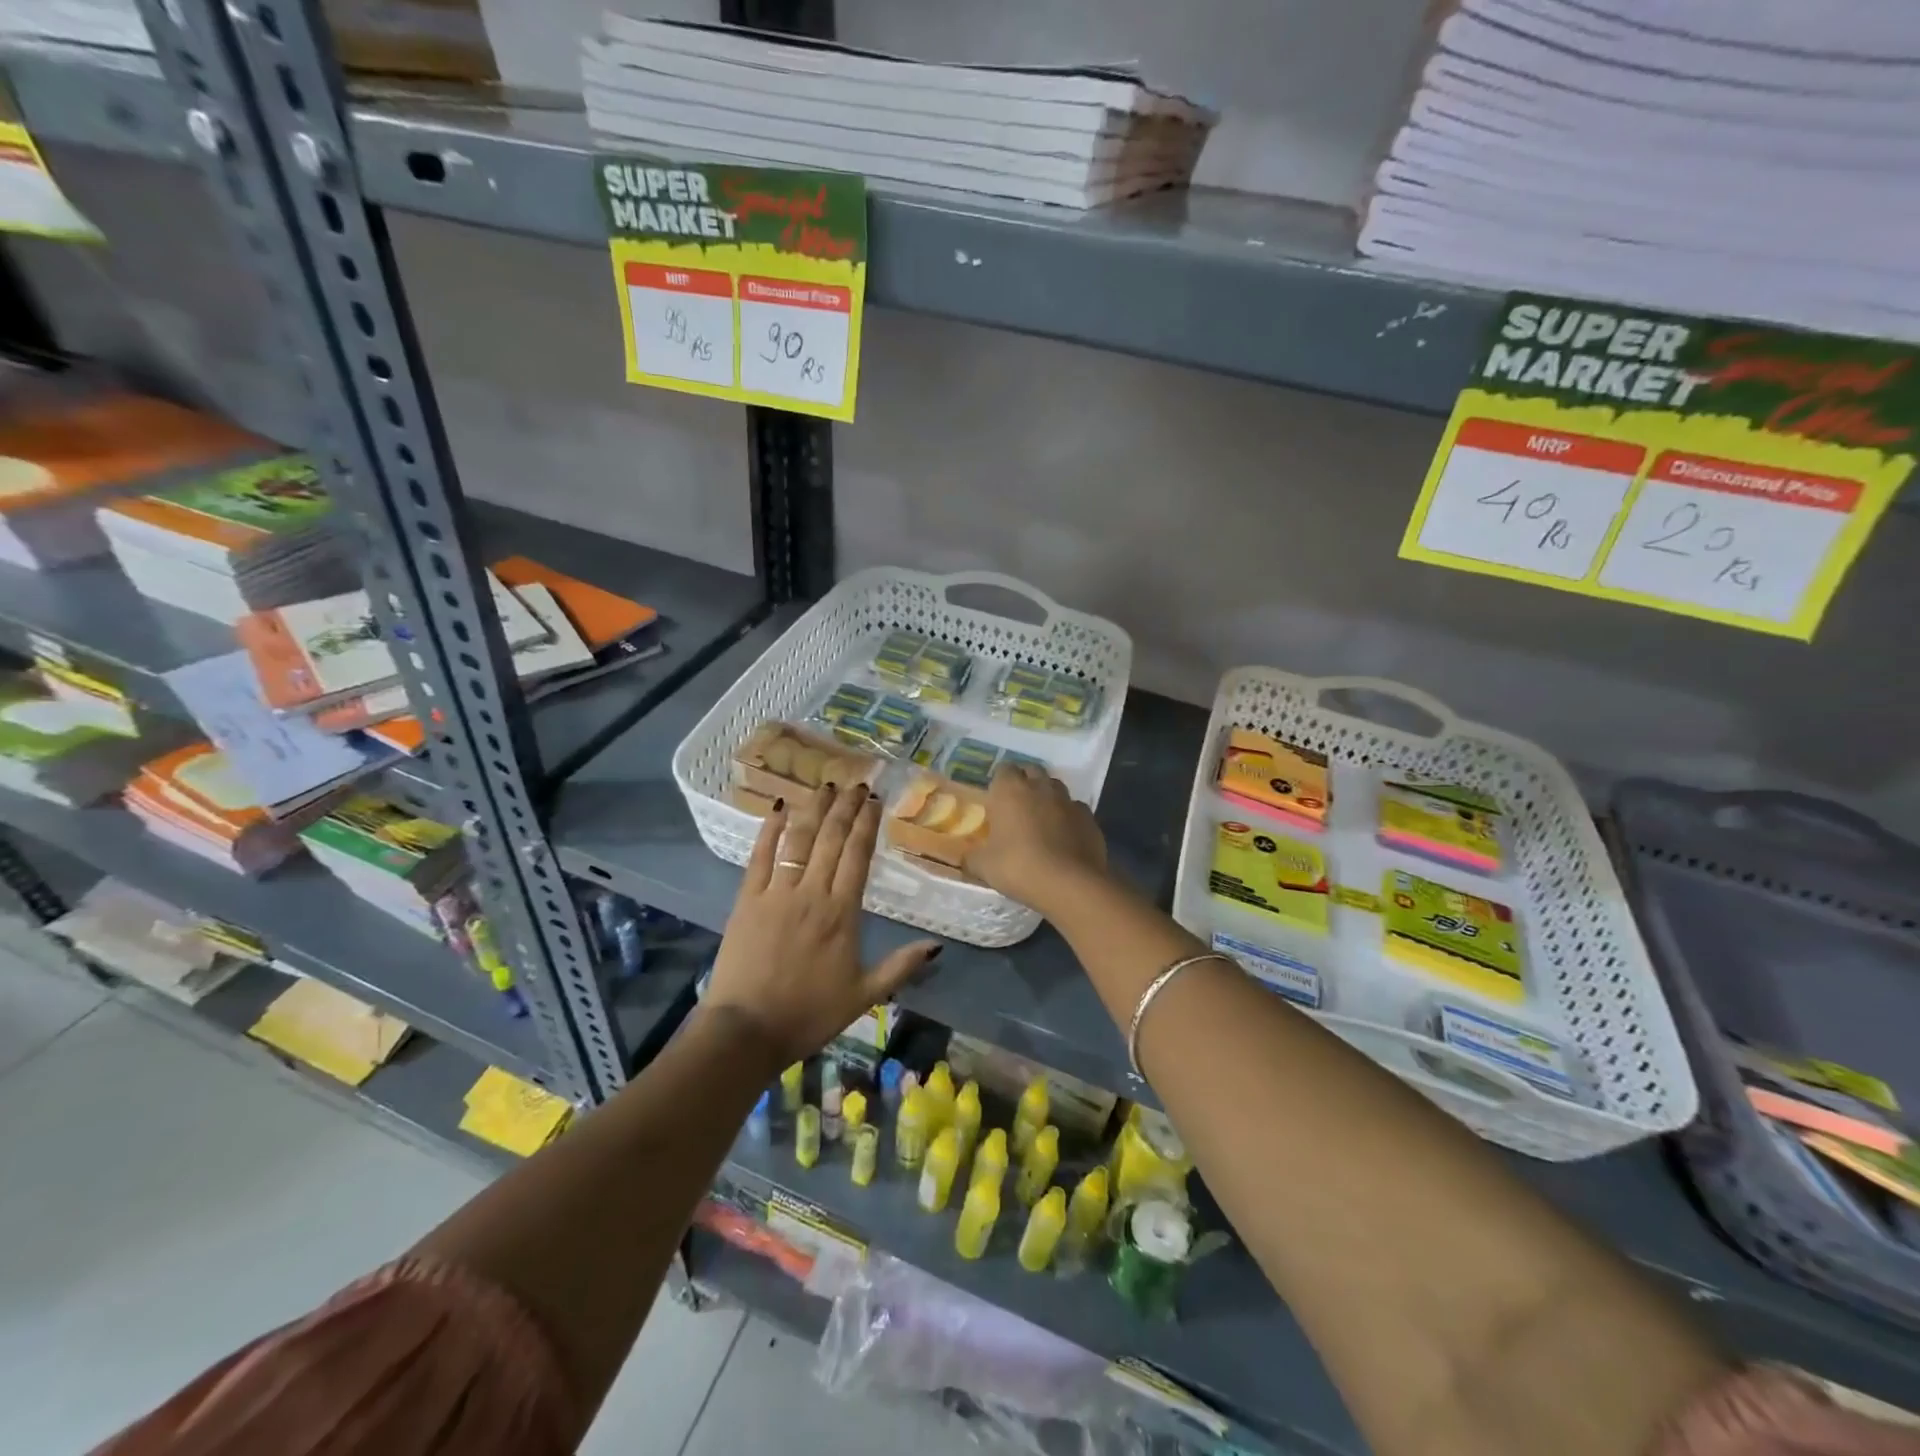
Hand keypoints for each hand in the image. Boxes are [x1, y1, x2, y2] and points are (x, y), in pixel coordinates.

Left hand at [704, 782, 940, 1065]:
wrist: (747, 1031)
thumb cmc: (809, 1014)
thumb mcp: (864, 995)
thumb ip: (901, 967)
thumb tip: (938, 945)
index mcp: (842, 913)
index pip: (858, 856)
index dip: (867, 824)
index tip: (874, 801)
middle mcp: (812, 893)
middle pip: (831, 839)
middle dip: (845, 808)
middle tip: (855, 784)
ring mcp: (777, 893)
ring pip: (799, 840)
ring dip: (814, 810)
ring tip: (825, 786)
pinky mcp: (747, 900)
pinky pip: (760, 856)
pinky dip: (770, 830)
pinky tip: (779, 809)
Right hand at [964, 763, 1108, 915]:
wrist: (1069, 884)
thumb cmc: (1018, 867)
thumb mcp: (983, 866)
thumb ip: (971, 858)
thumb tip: (966, 858)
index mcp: (1010, 790)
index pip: (1003, 769)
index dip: (1000, 782)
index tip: (996, 799)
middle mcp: (1040, 787)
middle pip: (1032, 772)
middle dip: (1025, 783)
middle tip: (1017, 806)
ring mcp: (1068, 800)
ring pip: (1056, 788)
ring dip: (1048, 797)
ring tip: (1041, 820)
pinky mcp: (1089, 818)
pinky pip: (1075, 810)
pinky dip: (1068, 817)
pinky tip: (1064, 836)